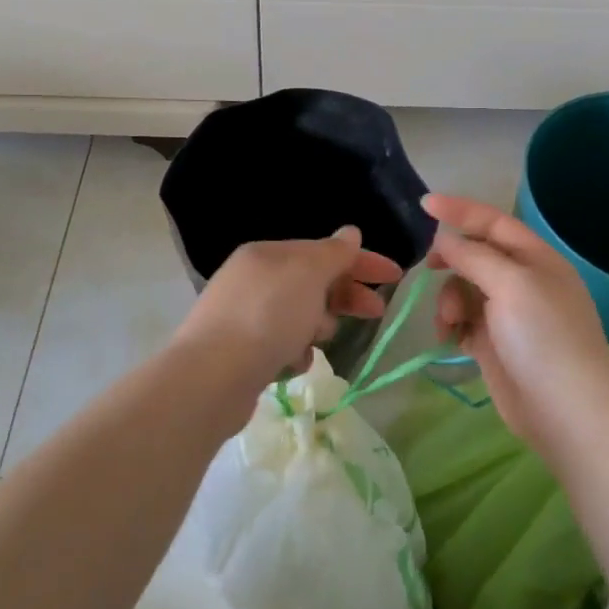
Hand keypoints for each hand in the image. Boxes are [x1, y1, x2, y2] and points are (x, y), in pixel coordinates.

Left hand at [172, 226, 403, 400]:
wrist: (212, 375)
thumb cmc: (267, 315)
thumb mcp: (308, 274)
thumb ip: (333, 253)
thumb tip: (350, 233)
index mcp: (268, 254)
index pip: (324, 250)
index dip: (362, 260)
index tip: (395, 276)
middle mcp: (253, 280)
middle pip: (313, 283)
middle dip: (345, 295)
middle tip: (376, 311)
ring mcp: (244, 316)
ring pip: (299, 315)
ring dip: (318, 325)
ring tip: (320, 338)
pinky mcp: (241, 352)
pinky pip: (282, 344)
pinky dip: (296, 351)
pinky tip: (296, 363)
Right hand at [424, 194, 608, 463]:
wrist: (569, 412)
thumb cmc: (544, 338)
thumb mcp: (511, 284)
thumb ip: (474, 256)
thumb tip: (445, 241)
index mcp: (535, 259)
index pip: (493, 222)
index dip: (460, 210)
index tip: (424, 203)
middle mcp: (522, 282)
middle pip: (475, 256)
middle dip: (451, 261)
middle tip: (429, 268)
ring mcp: (508, 315)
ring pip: (464, 290)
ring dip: (448, 300)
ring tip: (449, 323)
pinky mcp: (494, 345)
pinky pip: (463, 321)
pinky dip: (451, 325)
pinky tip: (449, 339)